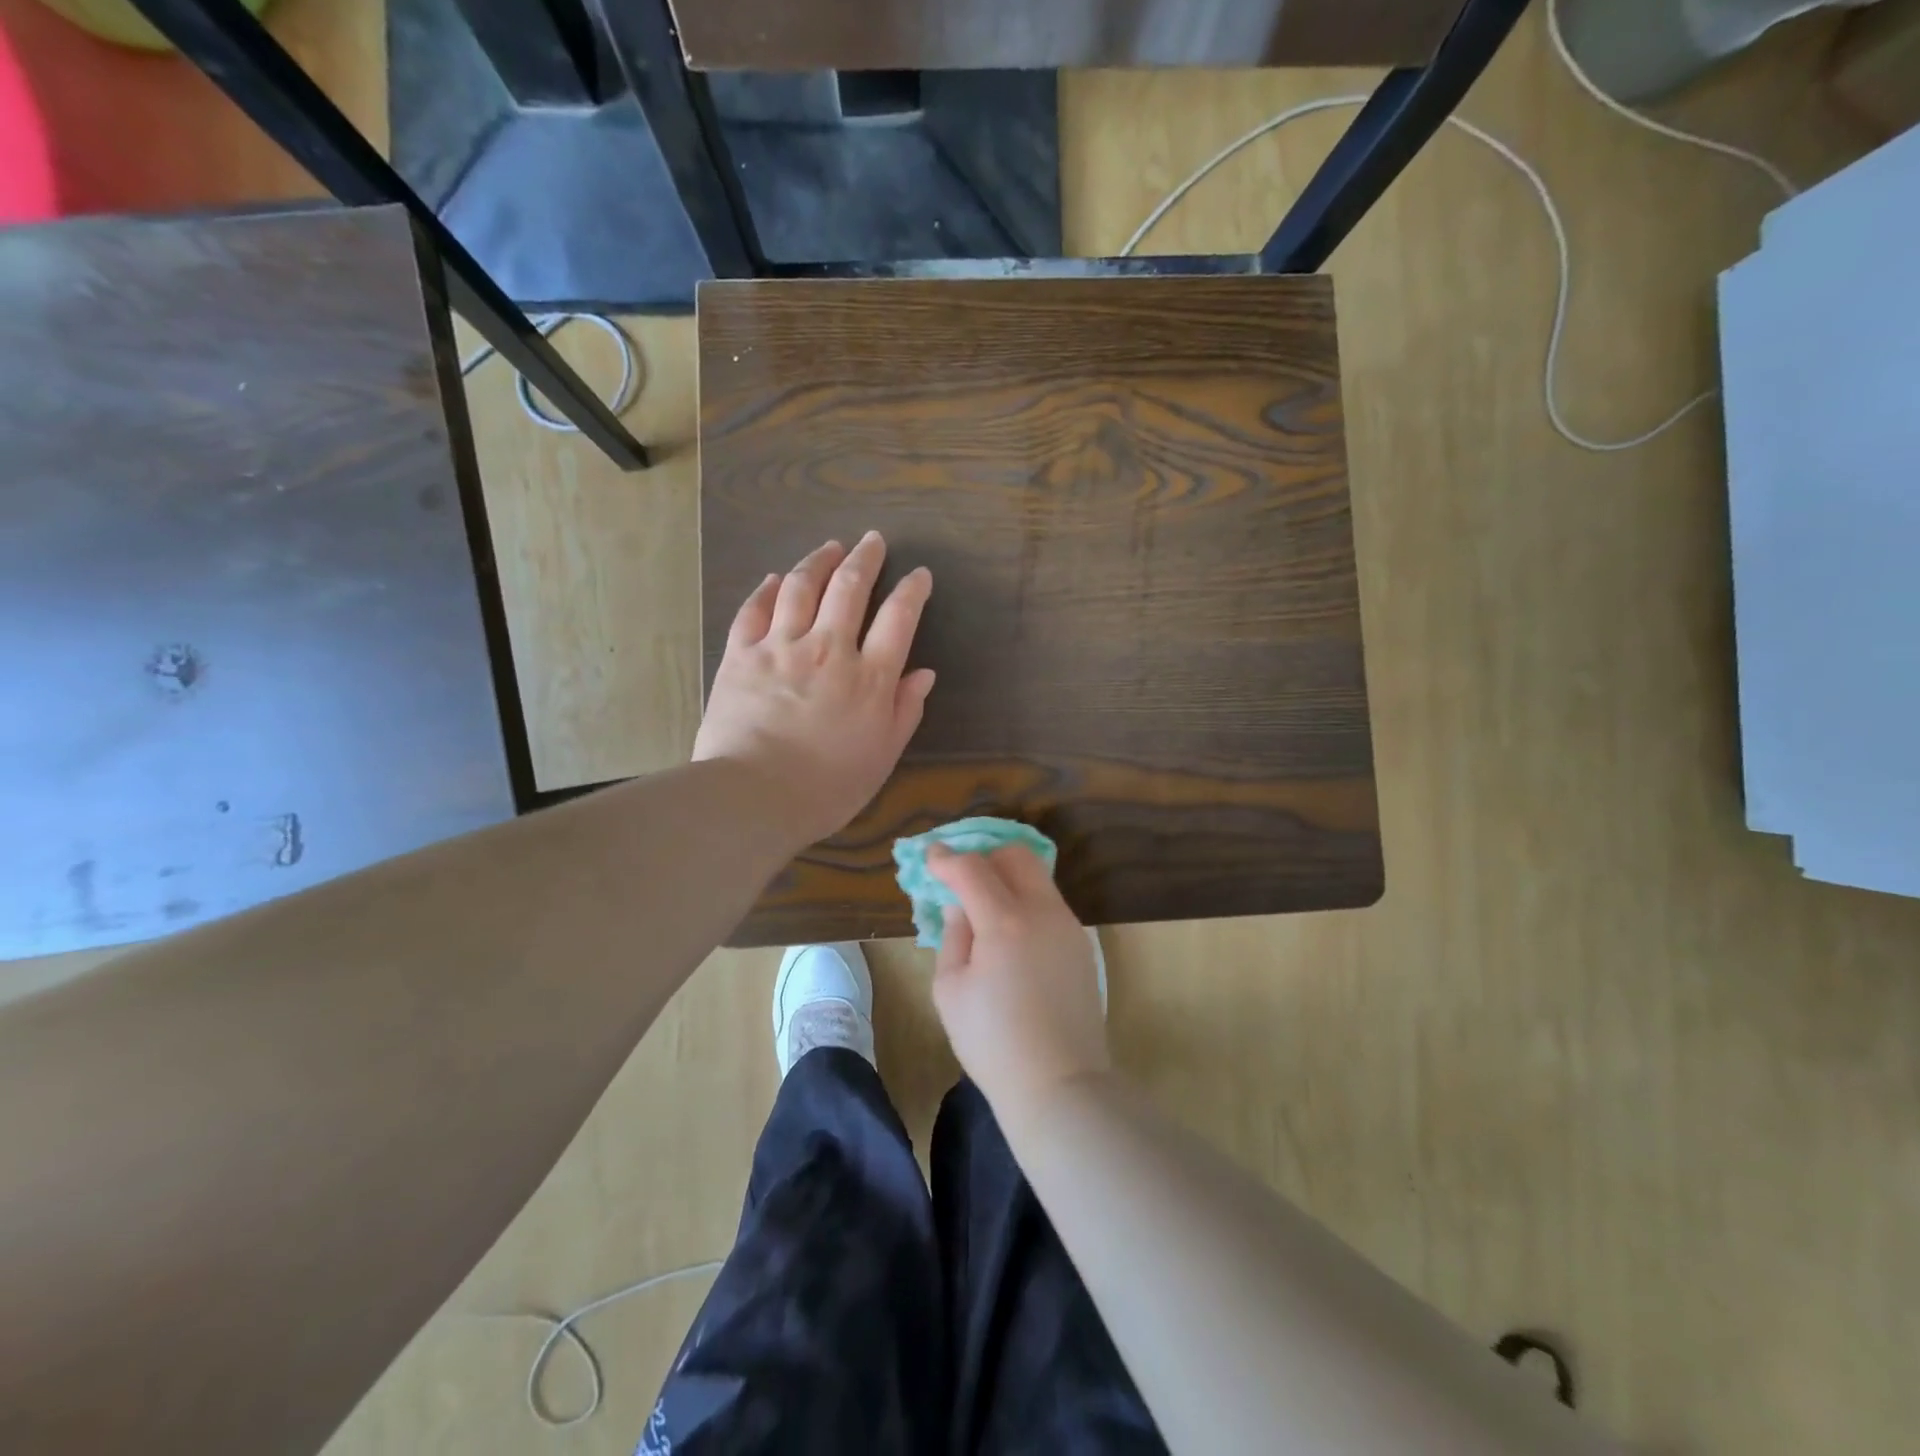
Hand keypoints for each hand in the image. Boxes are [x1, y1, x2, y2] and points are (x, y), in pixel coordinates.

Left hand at [693, 532, 934, 847]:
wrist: (754, 797)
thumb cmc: (828, 786)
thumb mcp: (882, 756)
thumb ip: (904, 711)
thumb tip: (924, 674)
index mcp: (868, 677)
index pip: (898, 618)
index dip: (912, 590)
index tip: (919, 575)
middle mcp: (828, 649)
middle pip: (849, 588)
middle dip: (865, 558)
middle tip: (873, 540)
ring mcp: (780, 647)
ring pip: (801, 587)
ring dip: (819, 561)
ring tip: (830, 547)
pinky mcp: (740, 655)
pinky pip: (754, 609)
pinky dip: (768, 589)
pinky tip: (777, 578)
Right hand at [929, 845, 1109, 1120]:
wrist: (1059, 1083)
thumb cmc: (993, 1042)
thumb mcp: (950, 990)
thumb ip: (953, 936)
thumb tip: (961, 906)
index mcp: (1006, 922)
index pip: (973, 869)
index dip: (947, 859)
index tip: (931, 856)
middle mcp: (1043, 911)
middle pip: (1016, 855)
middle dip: (985, 857)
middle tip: (962, 879)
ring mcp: (1069, 926)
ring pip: (1037, 877)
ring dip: (1007, 878)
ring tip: (984, 907)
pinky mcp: (1081, 944)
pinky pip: (1049, 904)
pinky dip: (1025, 901)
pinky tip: (1010, 934)